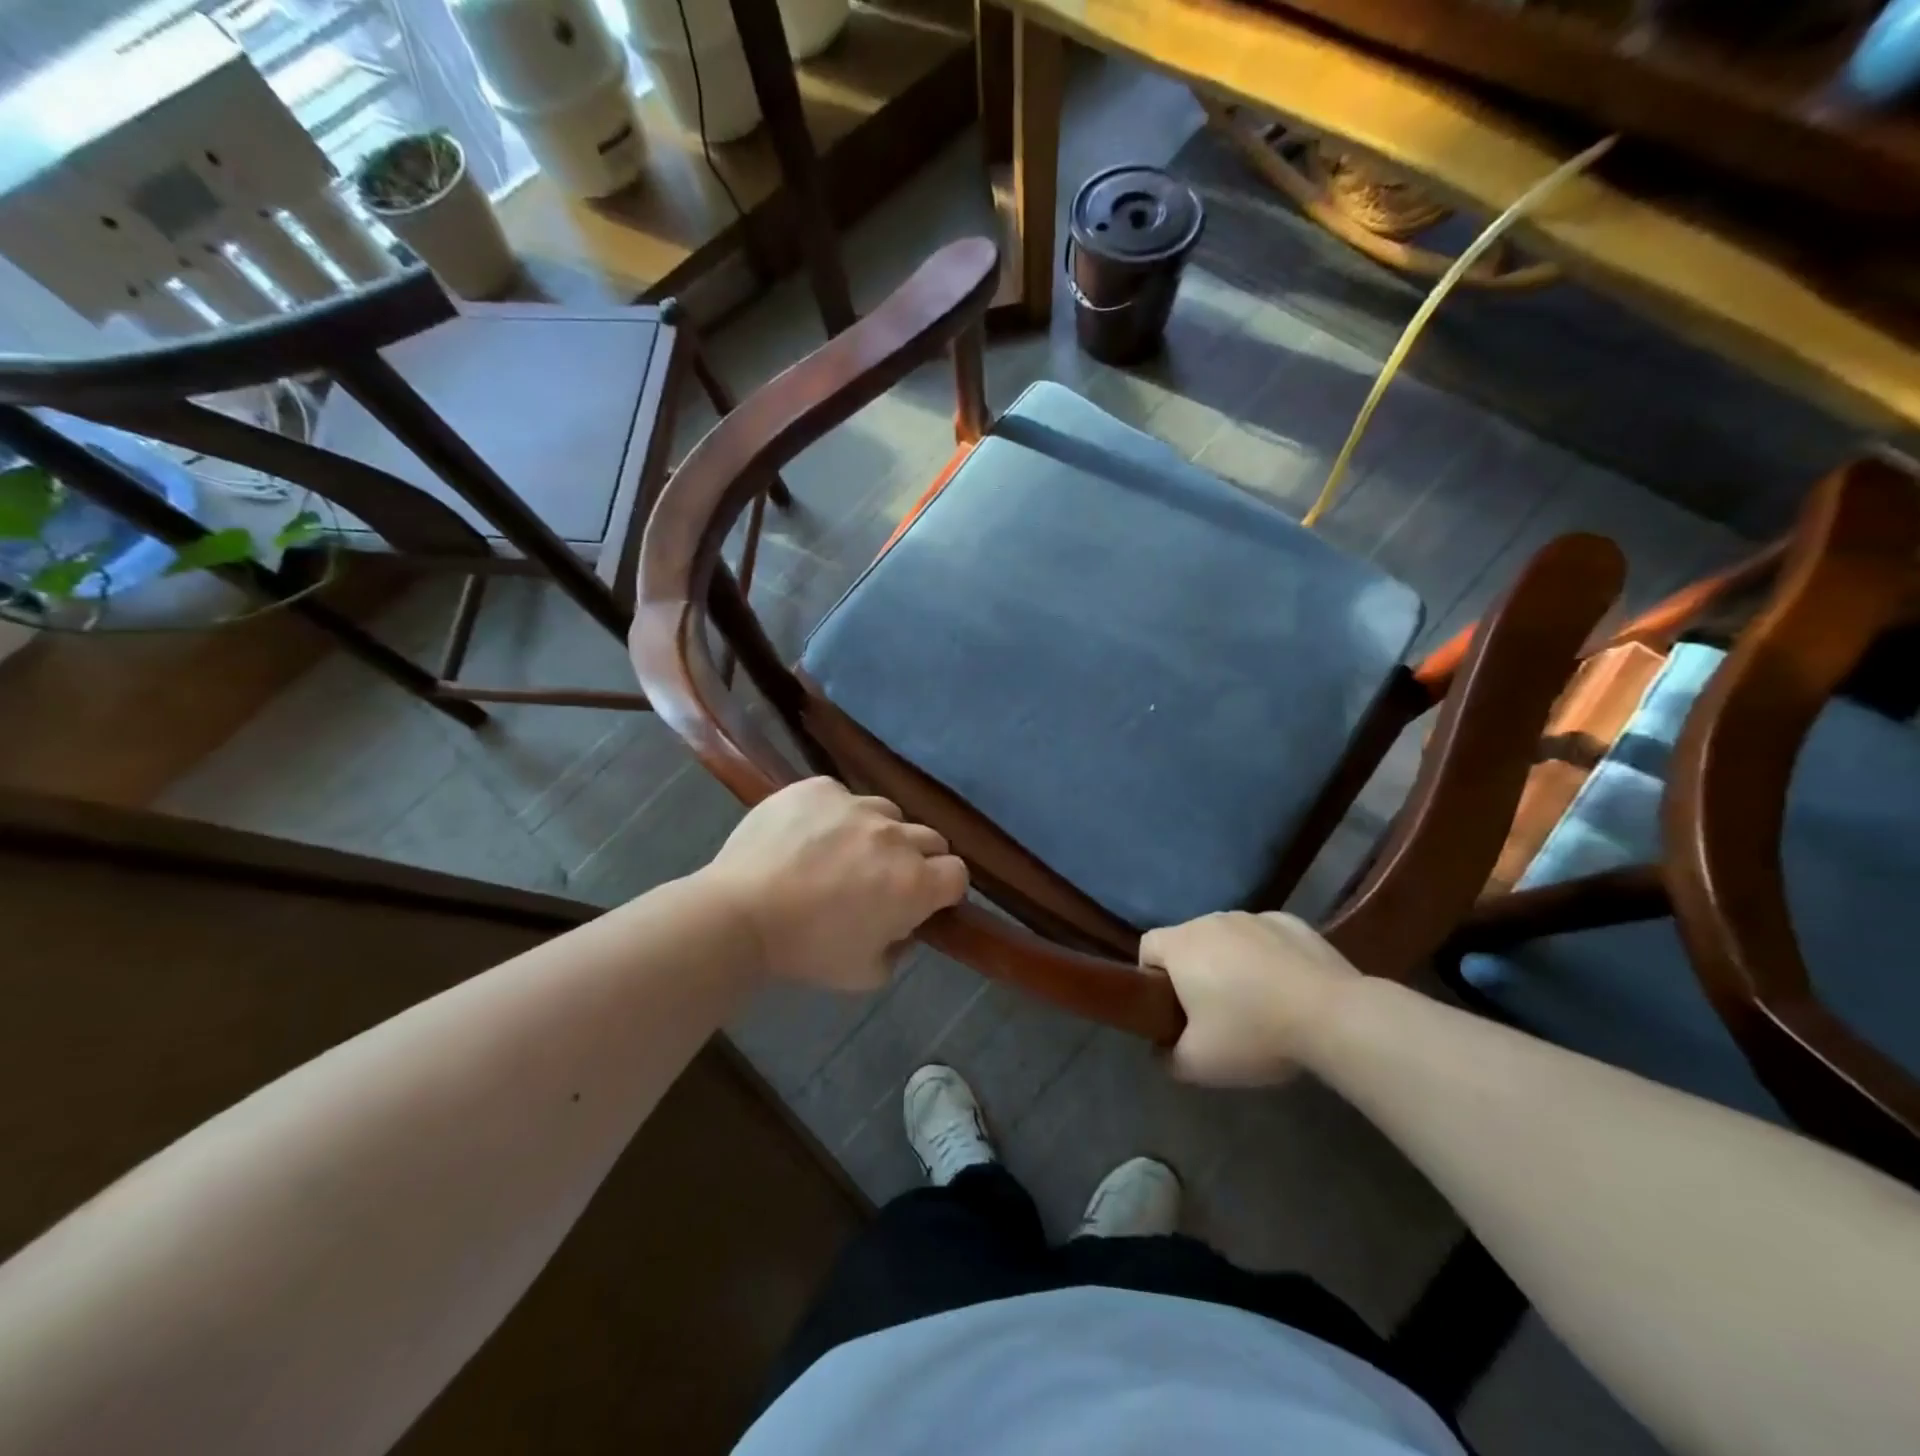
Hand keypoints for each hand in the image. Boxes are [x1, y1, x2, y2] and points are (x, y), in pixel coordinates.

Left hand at [702, 778, 968, 991]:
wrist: (739, 913)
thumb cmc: (806, 950)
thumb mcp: (866, 973)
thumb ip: (900, 949)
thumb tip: (903, 927)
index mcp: (914, 883)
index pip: (958, 874)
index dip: (944, 889)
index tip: (923, 900)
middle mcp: (895, 836)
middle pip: (931, 838)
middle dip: (918, 858)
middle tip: (884, 878)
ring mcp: (856, 805)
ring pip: (888, 812)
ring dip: (879, 833)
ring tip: (843, 852)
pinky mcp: (819, 787)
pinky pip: (842, 796)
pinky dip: (835, 814)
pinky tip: (808, 835)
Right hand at [1141, 912, 1359, 1086]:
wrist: (1334, 1017)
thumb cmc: (1253, 1033)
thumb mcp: (1198, 1064)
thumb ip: (1168, 1058)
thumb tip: (1162, 1051)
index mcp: (1181, 944)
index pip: (1147, 948)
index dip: (1151, 977)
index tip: (1171, 1009)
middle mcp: (1212, 920)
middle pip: (1189, 942)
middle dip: (1194, 971)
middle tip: (1214, 1014)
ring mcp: (1255, 917)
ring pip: (1228, 939)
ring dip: (1232, 963)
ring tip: (1257, 1003)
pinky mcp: (1293, 922)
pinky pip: (1266, 938)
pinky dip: (1268, 957)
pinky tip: (1289, 990)